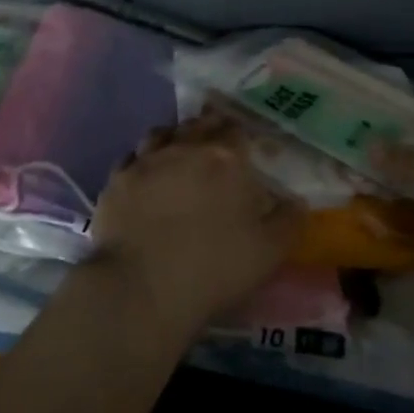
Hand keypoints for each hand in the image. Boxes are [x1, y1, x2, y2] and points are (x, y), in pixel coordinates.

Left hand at [90, 118, 299, 337]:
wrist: (142, 287)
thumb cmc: (214, 267)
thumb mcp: (269, 252)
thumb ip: (289, 220)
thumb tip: (297, 201)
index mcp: (226, 158)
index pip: (236, 130)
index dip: (241, 135)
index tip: (244, 146)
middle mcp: (185, 148)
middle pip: (199, 125)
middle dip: (209, 128)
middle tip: (215, 143)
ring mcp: (146, 161)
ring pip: (162, 133)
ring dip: (174, 138)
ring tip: (179, 153)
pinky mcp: (116, 180)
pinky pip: (132, 158)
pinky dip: (143, 161)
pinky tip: (146, 176)